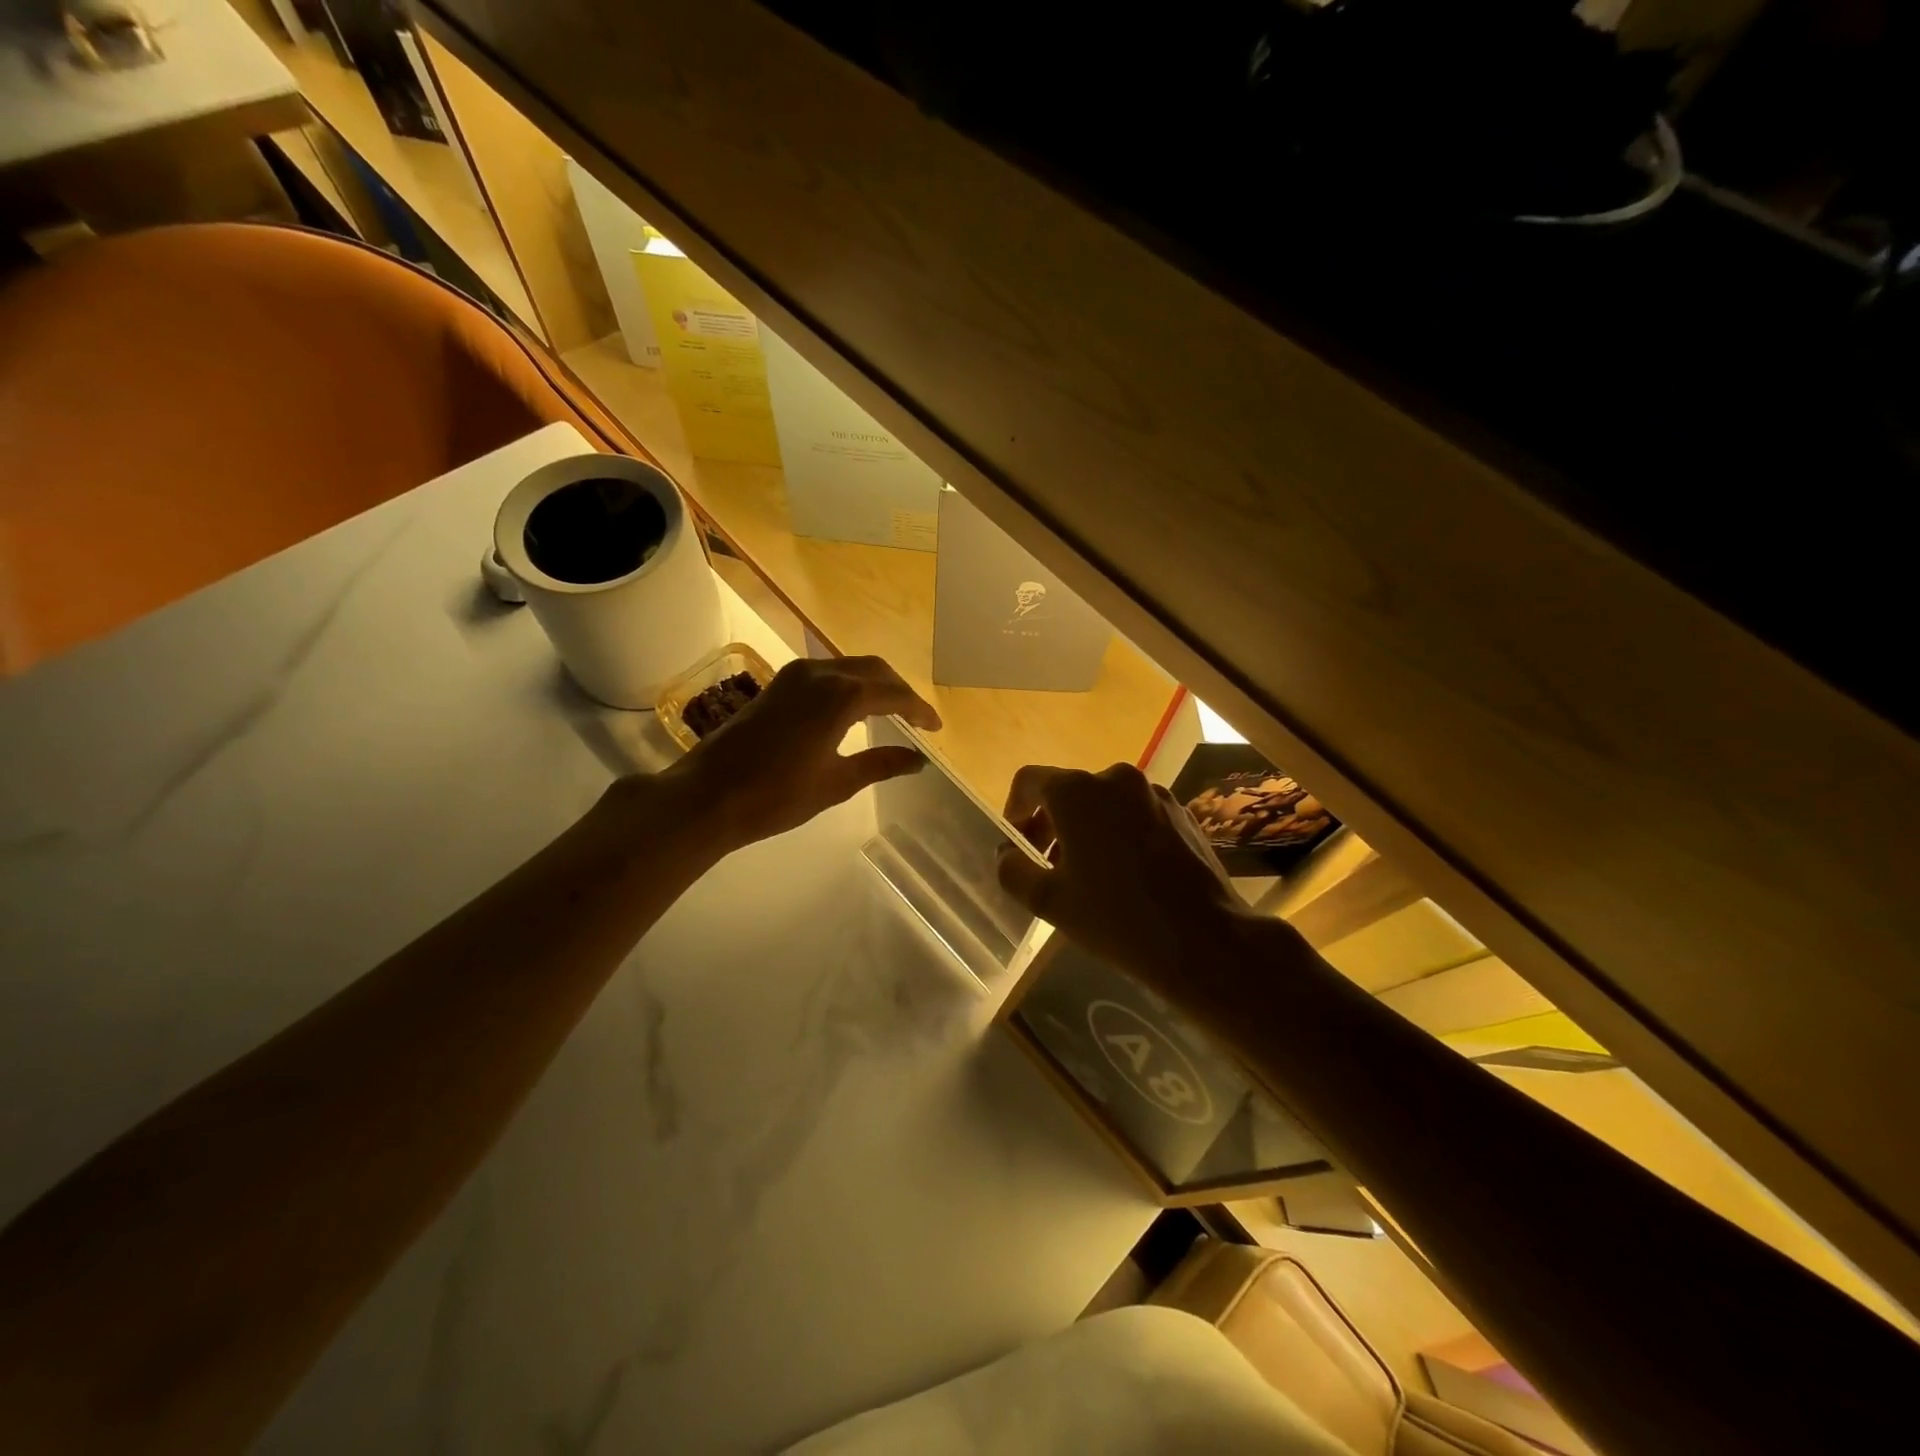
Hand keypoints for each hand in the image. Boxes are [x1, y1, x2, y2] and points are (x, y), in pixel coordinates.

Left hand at [656, 655, 941, 852]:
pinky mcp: (778, 683)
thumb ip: (881, 764)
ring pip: (849, 667)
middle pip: (874, 670)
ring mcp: (795, 675)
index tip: (935, 728)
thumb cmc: (777, 795)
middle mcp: (820, 673)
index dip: (919, 710)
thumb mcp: (837, 783)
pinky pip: (827, 673)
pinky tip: (853, 709)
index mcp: (841, 696)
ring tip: (891, 713)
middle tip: (917, 718)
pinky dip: (849, 684)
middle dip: (900, 691)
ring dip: (874, 684)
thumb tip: (917, 760)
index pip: (894, 694)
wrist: (708, 795)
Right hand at [995, 763, 1248, 978]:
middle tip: (1047, 867)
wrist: (1204, 939)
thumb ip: (1013, 870)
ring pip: (1104, 803)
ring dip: (1086, 830)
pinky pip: (1135, 814)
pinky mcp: (1181, 812)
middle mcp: (1115, 778)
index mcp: (1077, 792)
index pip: (1029, 781)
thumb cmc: (1116, 917)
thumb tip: (1007, 854)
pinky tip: (1127, 875)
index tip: (1018, 844)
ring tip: (1088, 875)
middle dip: (1050, 825)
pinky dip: (1120, 833)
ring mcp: (1153, 793)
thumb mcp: (1049, 901)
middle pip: (1068, 792)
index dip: (1014, 810)